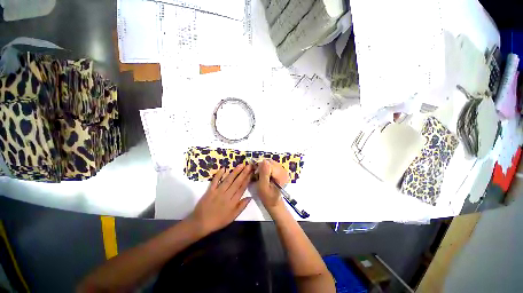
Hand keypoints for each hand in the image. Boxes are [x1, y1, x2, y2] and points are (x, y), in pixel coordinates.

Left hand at [189, 164, 252, 235]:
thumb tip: (250, 197)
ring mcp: (218, 191)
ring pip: (228, 180)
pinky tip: (224, 168)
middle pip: (237, 182)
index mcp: (233, 201)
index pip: (242, 188)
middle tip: (248, 165)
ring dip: (235, 172)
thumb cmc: (218, 221)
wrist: (201, 223)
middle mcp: (227, 194)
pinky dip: (219, 174)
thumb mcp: (232, 217)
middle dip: (243, 173)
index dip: (247, 179)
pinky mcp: (210, 190)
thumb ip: (241, 206)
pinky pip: (215, 181)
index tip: (251, 172)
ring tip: (240, 165)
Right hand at [256, 160, 289, 212]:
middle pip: (270, 162)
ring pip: (270, 162)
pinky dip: (267, 168)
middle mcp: (284, 170)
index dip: (260, 167)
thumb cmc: (267, 196)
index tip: (256, 174)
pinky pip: (271, 165)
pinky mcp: (281, 170)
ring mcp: (283, 170)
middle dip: (262, 167)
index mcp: (281, 175)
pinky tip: (265, 175)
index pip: (268, 164)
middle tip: (258, 175)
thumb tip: (264, 161)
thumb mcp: (263, 186)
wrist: (273, 202)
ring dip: (264, 167)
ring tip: (262, 176)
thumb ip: (264, 173)